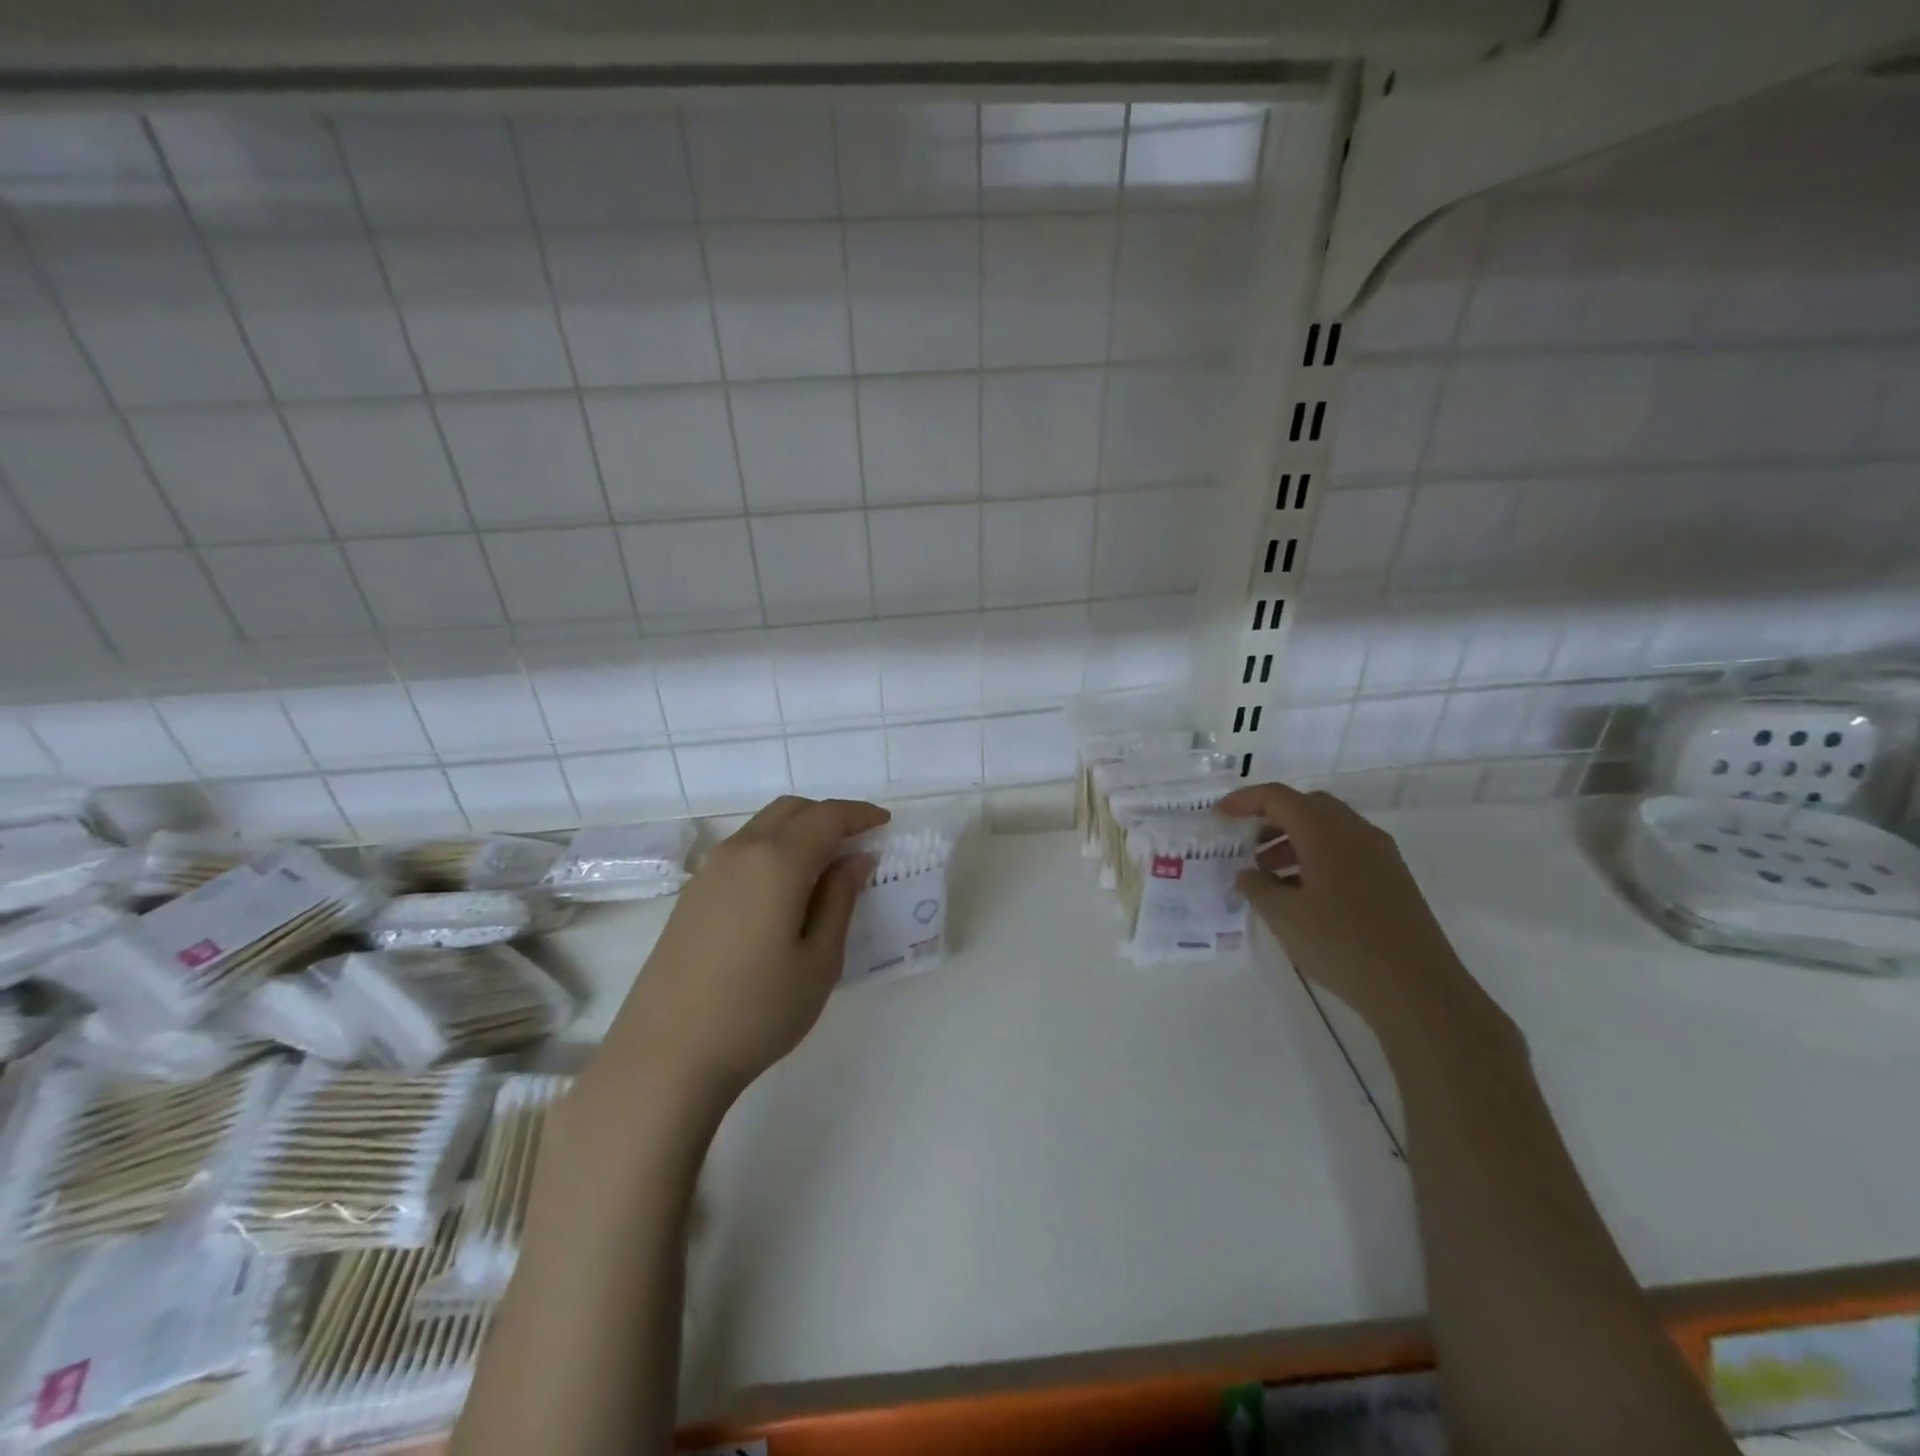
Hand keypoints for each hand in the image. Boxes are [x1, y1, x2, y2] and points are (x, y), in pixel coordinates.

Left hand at [606, 796, 888, 1102]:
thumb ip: (840, 900)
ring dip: (798, 832)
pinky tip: (783, 891)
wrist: (666, 1056)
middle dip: (829, 816)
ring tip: (825, 868)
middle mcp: (740, 852)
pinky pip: (742, 851)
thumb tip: (855, 859)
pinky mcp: (691, 895)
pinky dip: (772, 851)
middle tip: (857, 842)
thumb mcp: (819, 961)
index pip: (826, 816)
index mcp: (777, 861)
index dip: (859, 815)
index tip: (884, 823)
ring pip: (762, 827)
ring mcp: (709, 872)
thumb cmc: (758, 1011)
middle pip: (791, 810)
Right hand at [1218, 783, 1504, 1045]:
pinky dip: (1318, 857)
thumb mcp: (1283, 916)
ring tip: (1269, 875)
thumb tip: (1247, 874)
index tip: (1219, 816)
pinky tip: (1303, 894)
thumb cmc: (1340, 943)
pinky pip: (1347, 850)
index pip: (1277, 797)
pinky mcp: (1394, 878)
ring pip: (1329, 829)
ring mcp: (1380, 854)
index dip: (1243, 800)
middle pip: (1306, 806)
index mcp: (1324, 830)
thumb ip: (1256, 887)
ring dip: (1294, 840)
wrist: (1417, 988)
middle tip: (1247, 844)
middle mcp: (1355, 831)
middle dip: (1272, 819)